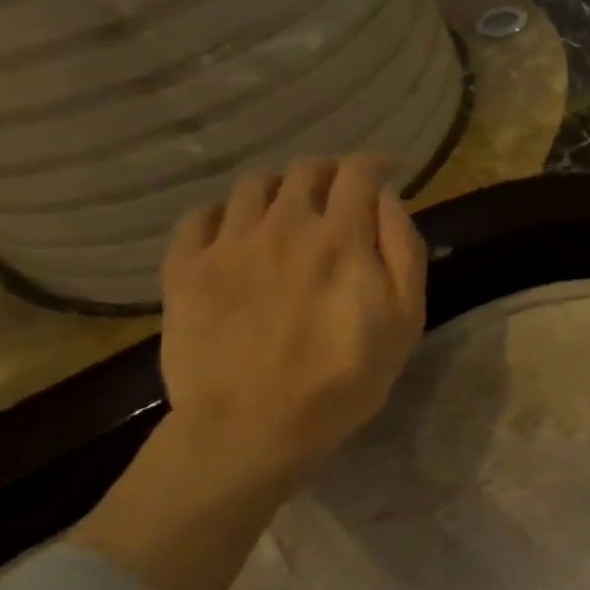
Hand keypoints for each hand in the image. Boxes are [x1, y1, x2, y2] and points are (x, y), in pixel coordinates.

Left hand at [159, 152, 426, 488]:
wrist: (254, 424)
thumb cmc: (345, 379)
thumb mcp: (405, 321)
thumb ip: (403, 252)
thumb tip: (389, 202)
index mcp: (340, 237)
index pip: (359, 173)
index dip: (377, 165)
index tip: (388, 173)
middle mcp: (283, 224)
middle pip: (305, 170)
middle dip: (331, 173)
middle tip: (342, 195)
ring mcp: (228, 243)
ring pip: (253, 186)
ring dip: (281, 188)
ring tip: (290, 211)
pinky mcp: (185, 268)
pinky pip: (201, 216)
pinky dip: (226, 213)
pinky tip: (237, 233)